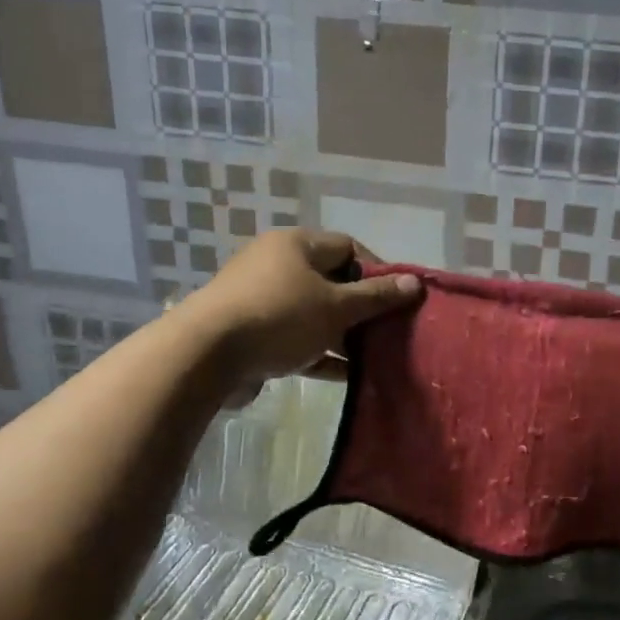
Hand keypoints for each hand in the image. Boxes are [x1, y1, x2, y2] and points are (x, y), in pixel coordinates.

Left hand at [181, 229, 420, 393]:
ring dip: (341, 334)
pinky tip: (344, 375)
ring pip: (313, 312)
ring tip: (371, 356)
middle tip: (386, 331)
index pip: (348, 247)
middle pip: (331, 281)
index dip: (376, 271)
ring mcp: (260, 299)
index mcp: (296, 245)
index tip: (395, 300)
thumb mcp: (336, 307)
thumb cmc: (279, 317)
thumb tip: (415, 283)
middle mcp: (277, 264)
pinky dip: (318, 352)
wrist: (204, 356)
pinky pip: (294, 337)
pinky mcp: (250, 332)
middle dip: (360, 308)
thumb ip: (377, 297)